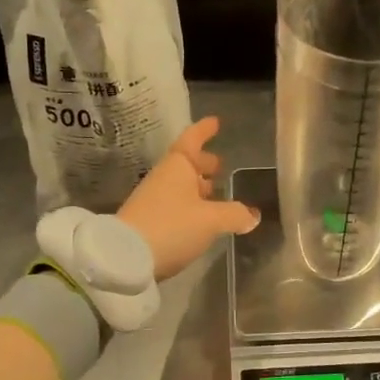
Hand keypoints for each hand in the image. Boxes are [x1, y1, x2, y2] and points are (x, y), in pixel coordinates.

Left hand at [118, 117, 261, 280]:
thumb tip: (253, 214)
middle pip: (186, 164)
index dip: (204, 130)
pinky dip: (191, 205)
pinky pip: (176, 205)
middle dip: (203, 163)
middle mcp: (164, 178)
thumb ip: (235, 214)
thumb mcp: (211, 221)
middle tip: (220, 164)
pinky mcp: (149, 222)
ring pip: (181, 186)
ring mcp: (154, 200)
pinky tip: (202, 218)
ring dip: (198, 186)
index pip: (193, 140)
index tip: (215, 122)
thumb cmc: (172, 226)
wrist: (126, 258)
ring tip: (216, 192)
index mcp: (178, 167)